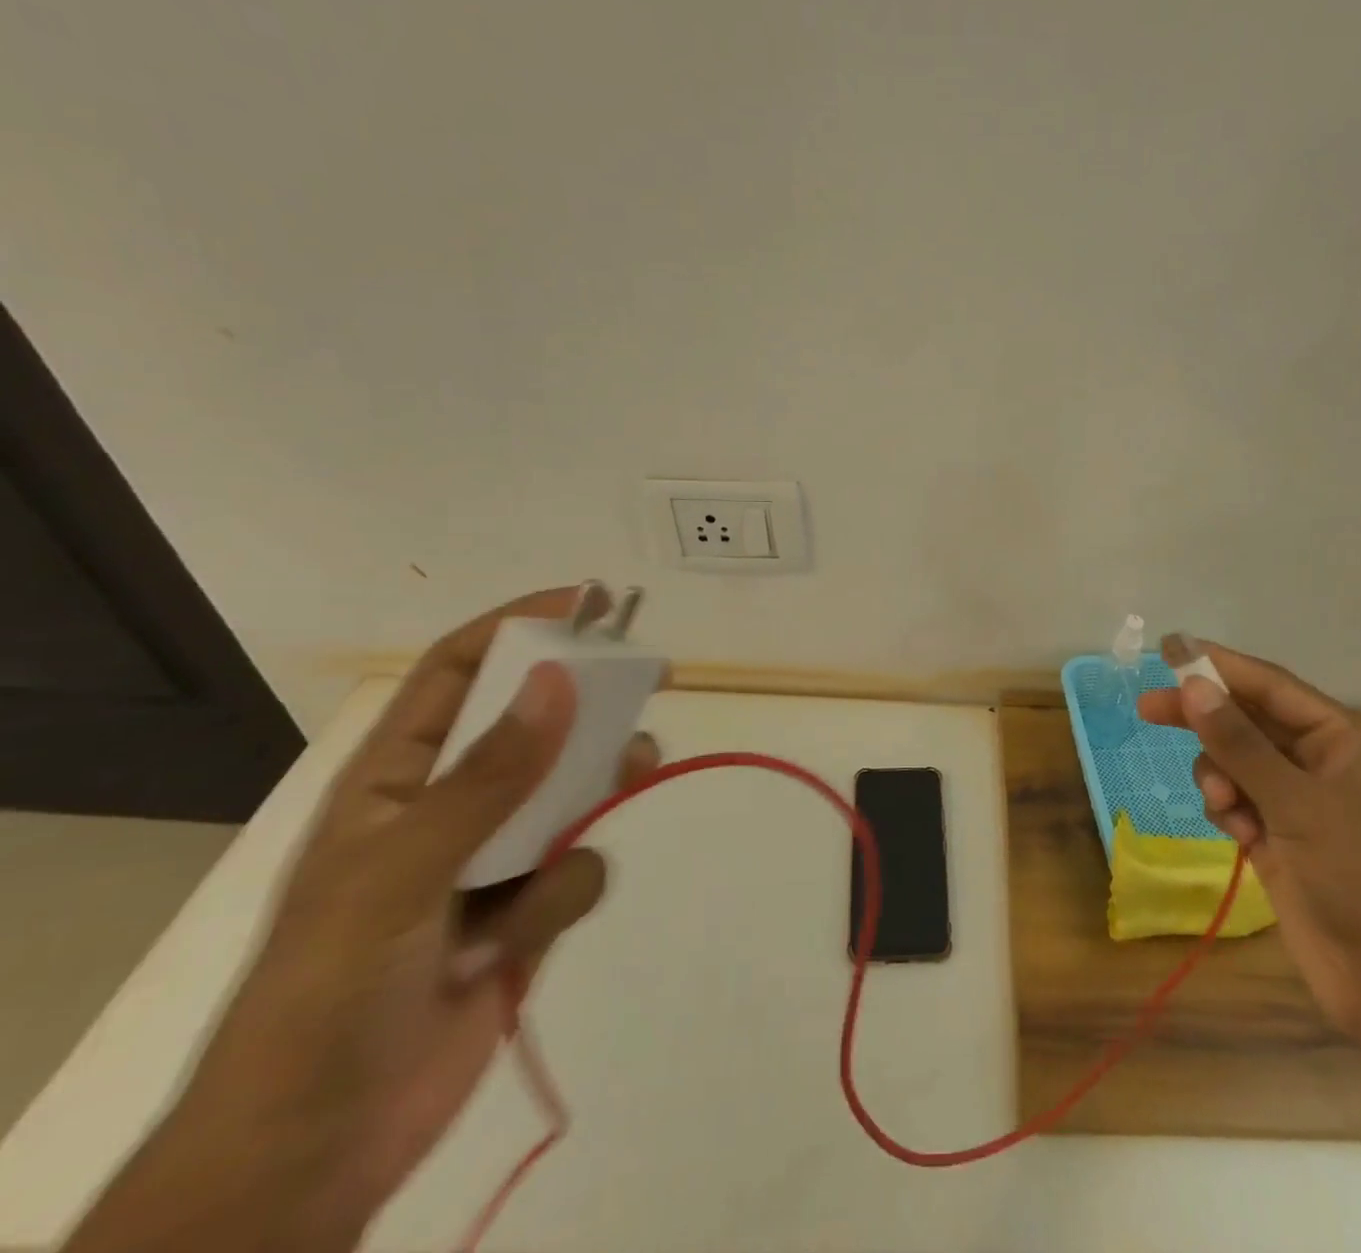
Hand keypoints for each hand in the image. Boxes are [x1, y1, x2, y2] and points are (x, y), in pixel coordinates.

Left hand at [139, 588, 657, 1251]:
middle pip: (532, 726)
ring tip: (634, 772)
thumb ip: (488, 777)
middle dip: (586, 705)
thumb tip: (560, 679)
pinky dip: (566, 891)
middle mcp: (448, 808)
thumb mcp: (400, 875)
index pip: (455, 674)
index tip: (585, 604)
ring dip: (598, 788)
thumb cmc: (329, 997)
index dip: (515, 627)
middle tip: (645, 681)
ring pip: (569, 793)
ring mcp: (490, 861)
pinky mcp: (524, 912)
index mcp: (393, 781)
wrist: (318, 1154)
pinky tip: (526, 936)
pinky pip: (576, 869)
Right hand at [1137, 639, 1360, 1046]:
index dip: (1221, 665)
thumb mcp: (1299, 804)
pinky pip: (1239, 804)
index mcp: (1346, 742)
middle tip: (1148, 709)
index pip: (1272, 687)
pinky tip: (1236, 833)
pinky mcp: (1283, 842)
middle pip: (1249, 723)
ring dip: (1219, 775)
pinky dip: (1228, 809)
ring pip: (1238, 765)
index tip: (1169, 651)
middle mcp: (1323, 765)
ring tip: (1222, 803)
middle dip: (1204, 718)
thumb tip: (1193, 686)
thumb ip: (1240, 743)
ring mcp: (1302, 806)